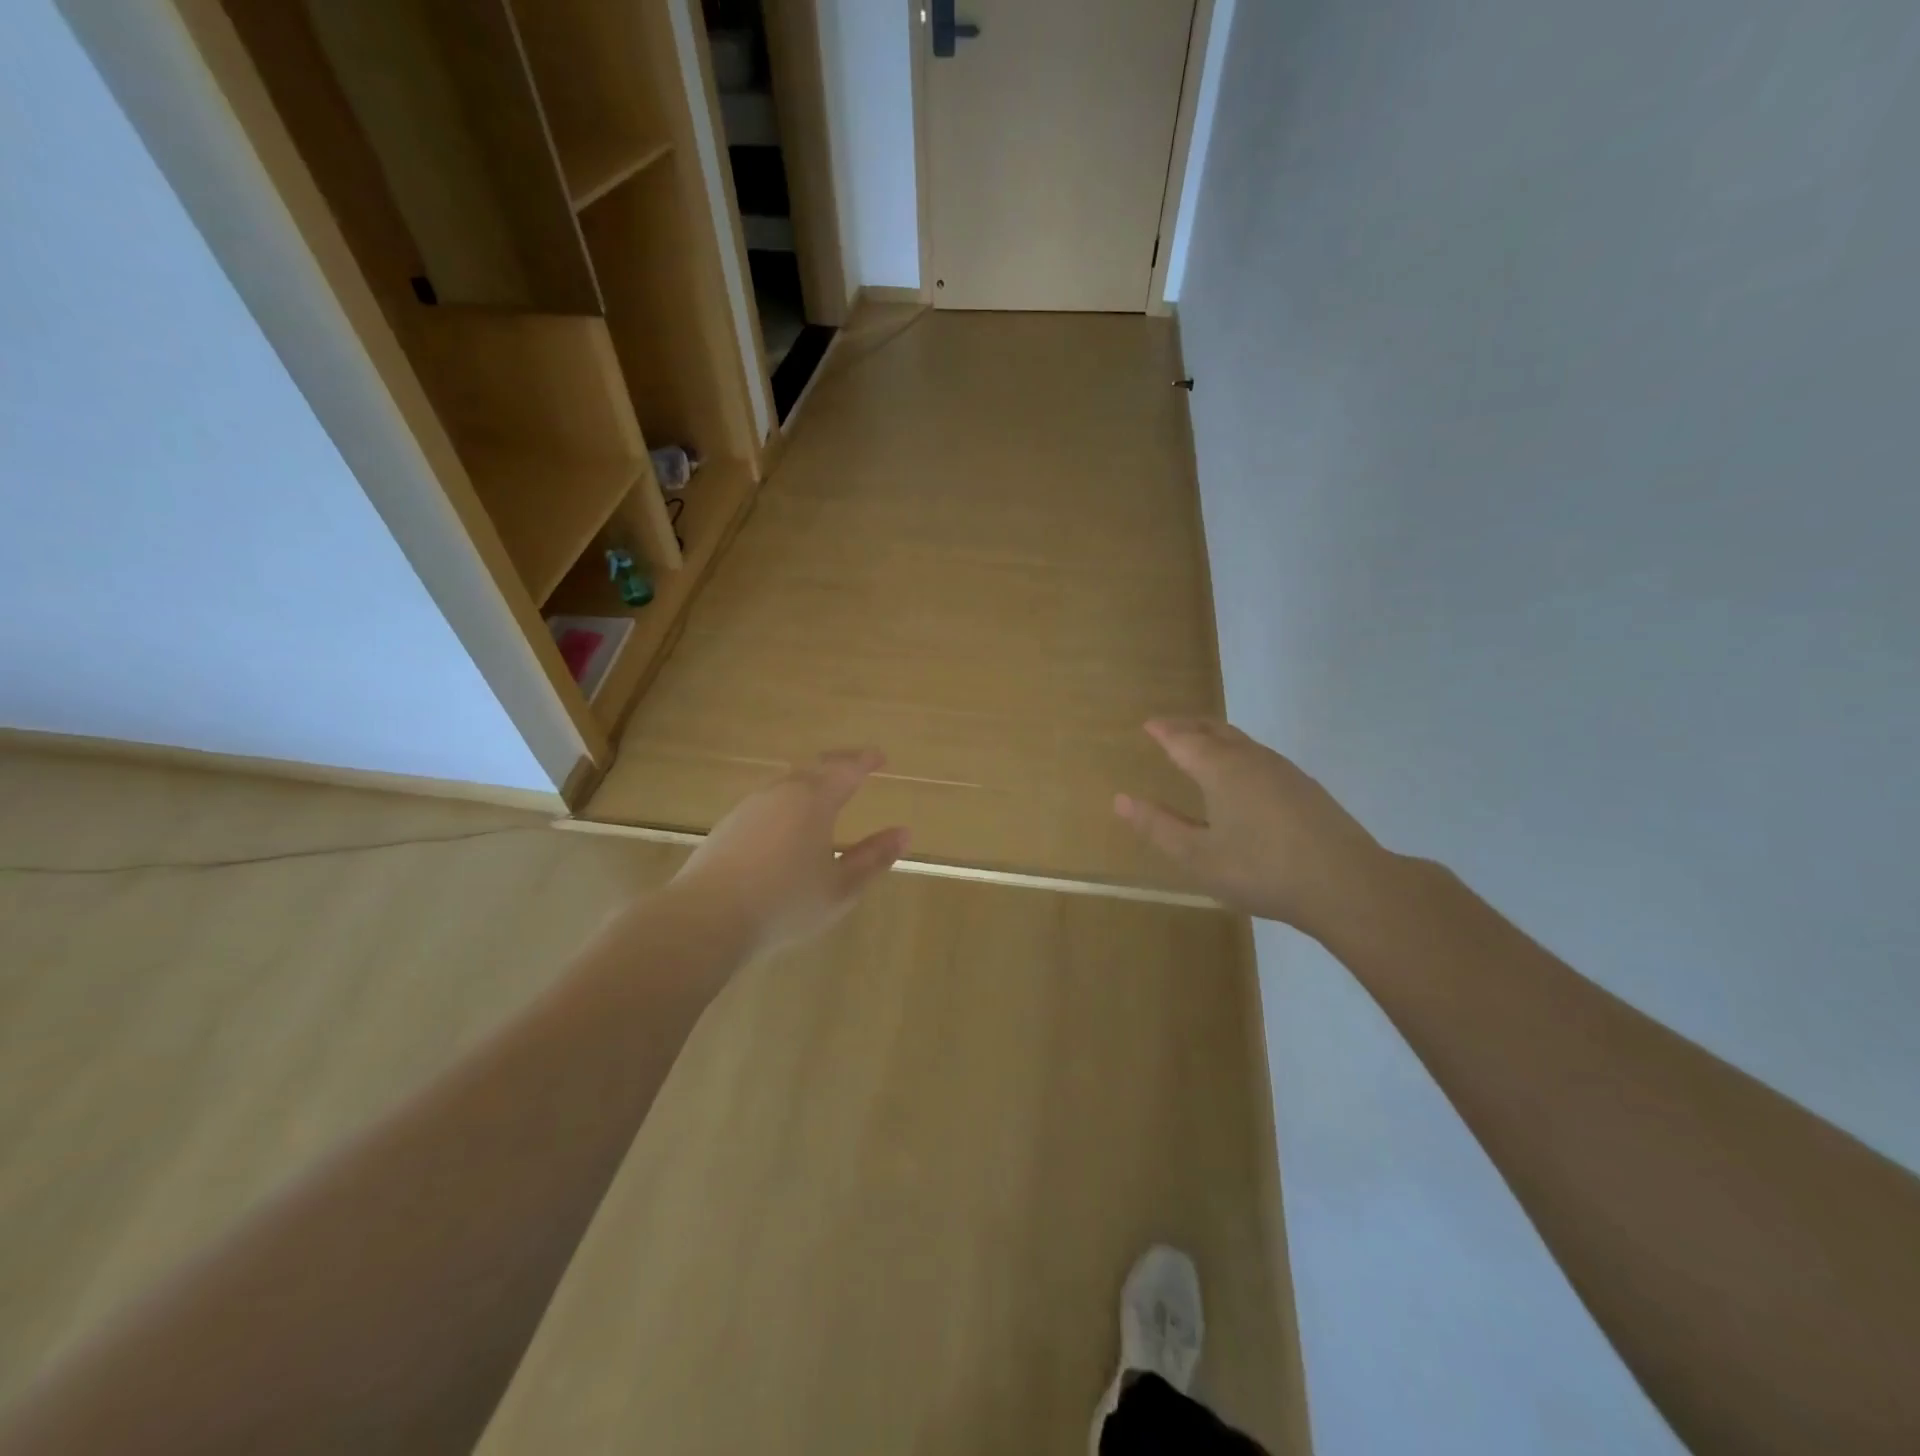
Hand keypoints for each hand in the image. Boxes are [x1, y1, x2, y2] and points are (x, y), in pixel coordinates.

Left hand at [671, 748, 909, 958]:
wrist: (705, 918)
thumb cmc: (784, 902)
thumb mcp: (840, 888)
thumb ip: (873, 858)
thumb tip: (903, 833)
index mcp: (813, 801)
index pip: (846, 770)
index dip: (866, 761)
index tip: (881, 757)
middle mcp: (781, 794)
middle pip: (814, 767)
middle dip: (839, 763)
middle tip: (856, 765)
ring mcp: (749, 808)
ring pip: (787, 783)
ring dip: (811, 781)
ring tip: (824, 792)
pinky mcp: (727, 826)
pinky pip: (767, 802)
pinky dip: (787, 801)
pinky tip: (786, 823)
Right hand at [1115, 719, 1389, 935]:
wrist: (1347, 885)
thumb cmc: (1261, 870)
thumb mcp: (1198, 857)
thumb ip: (1158, 827)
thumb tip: (1121, 799)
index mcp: (1221, 769)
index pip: (1184, 739)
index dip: (1164, 731)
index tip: (1148, 725)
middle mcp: (1251, 759)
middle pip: (1215, 730)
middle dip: (1188, 725)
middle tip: (1168, 727)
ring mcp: (1283, 771)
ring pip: (1241, 741)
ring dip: (1215, 736)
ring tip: (1200, 745)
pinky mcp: (1305, 788)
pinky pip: (1259, 756)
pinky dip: (1237, 752)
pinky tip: (1242, 776)